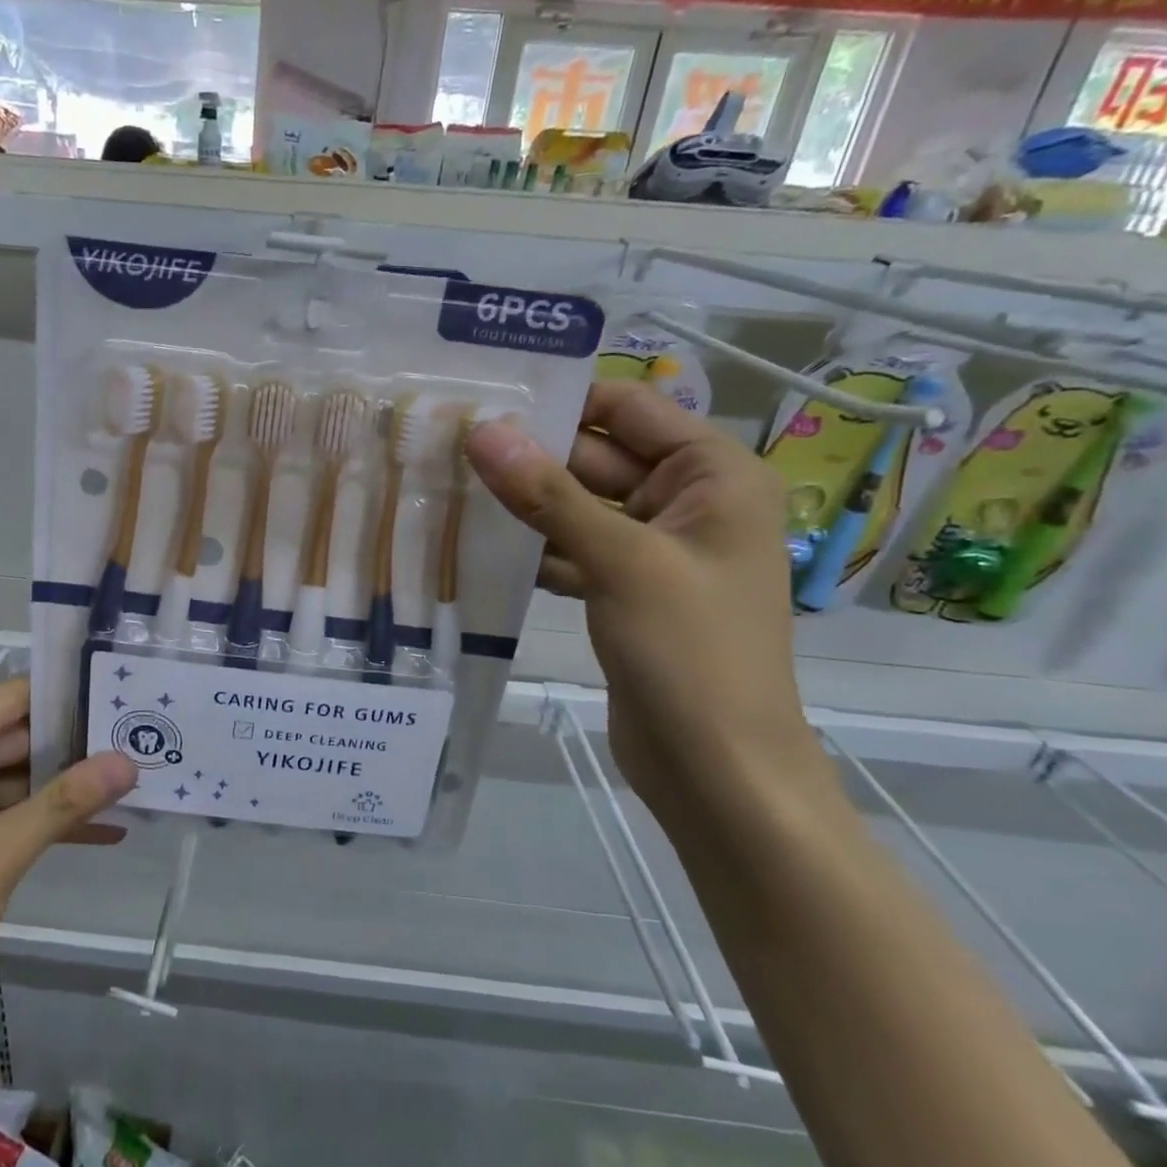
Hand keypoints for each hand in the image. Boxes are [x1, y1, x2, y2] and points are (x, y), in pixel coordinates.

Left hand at [0, 679, 135, 1052]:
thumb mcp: (0, 855)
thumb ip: (66, 803)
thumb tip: (129, 760)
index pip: (10, 700)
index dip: (64, 692)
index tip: (121, 690)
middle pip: (18, 739)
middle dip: (77, 743)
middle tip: (143, 737)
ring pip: (20, 780)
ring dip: (69, 786)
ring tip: (136, 778)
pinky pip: (10, 816)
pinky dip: (49, 822)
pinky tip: (106, 830)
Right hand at [465, 380, 809, 807]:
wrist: (717, 768)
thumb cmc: (689, 651)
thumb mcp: (619, 560)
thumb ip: (548, 493)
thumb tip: (483, 430)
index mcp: (715, 476)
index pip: (630, 408)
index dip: (563, 399)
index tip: (487, 398)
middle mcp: (689, 503)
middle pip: (599, 457)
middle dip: (531, 454)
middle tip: (449, 442)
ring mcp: (654, 551)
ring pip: (579, 506)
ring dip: (525, 503)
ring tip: (450, 485)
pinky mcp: (625, 590)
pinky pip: (574, 550)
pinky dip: (534, 548)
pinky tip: (478, 544)